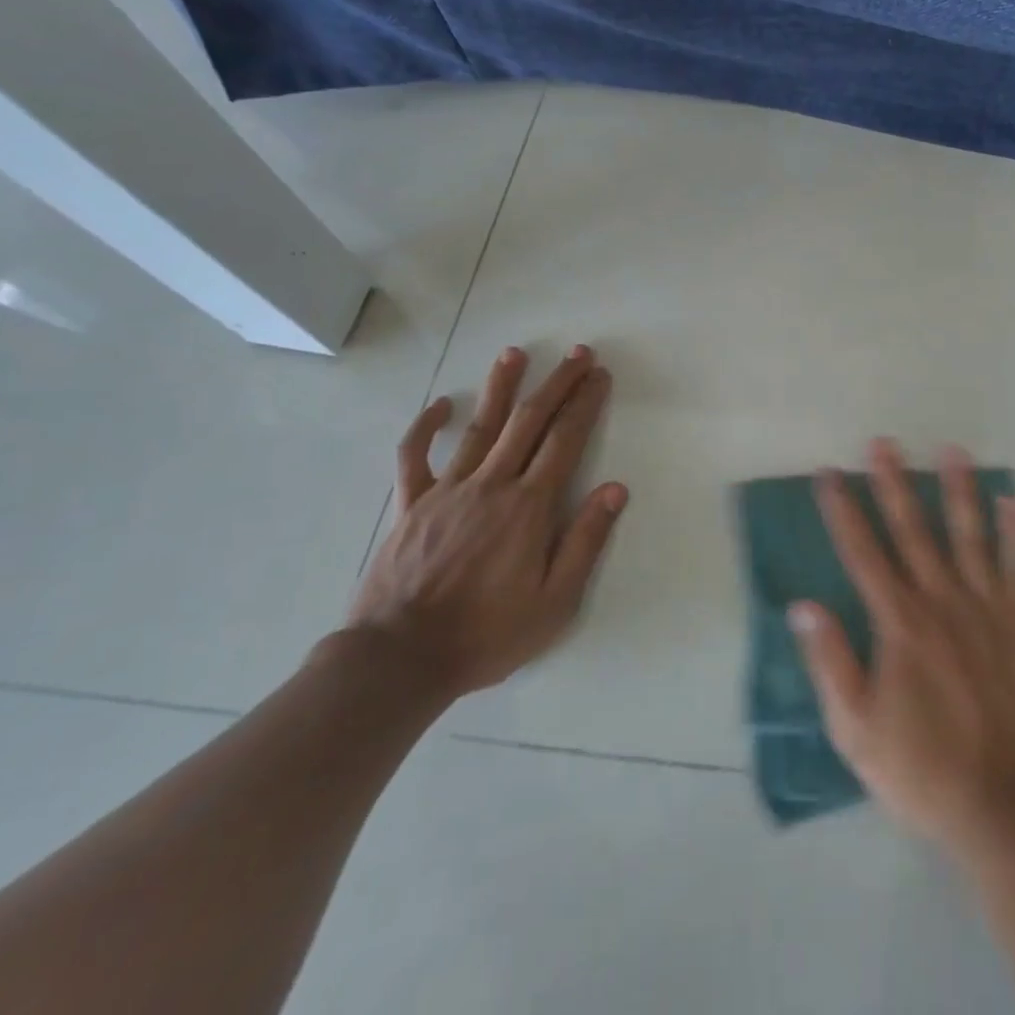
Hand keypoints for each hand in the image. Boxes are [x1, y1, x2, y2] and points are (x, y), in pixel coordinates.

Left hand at [344, 344, 625, 699]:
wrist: (399, 660)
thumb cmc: (486, 634)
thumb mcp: (554, 602)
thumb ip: (586, 541)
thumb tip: (615, 488)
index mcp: (529, 507)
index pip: (565, 441)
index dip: (585, 404)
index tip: (599, 376)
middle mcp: (491, 485)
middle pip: (529, 421)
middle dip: (557, 383)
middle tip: (577, 353)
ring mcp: (447, 490)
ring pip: (479, 427)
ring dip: (501, 387)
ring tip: (515, 353)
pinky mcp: (411, 505)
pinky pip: (414, 457)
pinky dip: (426, 427)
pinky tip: (441, 404)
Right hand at [791, 440, 1014, 851]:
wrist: (1006, 807)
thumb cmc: (922, 770)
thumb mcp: (856, 729)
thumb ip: (831, 661)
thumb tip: (803, 604)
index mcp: (899, 622)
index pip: (862, 552)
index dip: (844, 510)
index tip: (830, 473)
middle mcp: (941, 600)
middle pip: (913, 530)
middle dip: (894, 483)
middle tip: (883, 442)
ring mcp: (989, 607)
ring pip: (970, 535)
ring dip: (958, 490)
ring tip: (951, 450)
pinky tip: (1014, 500)